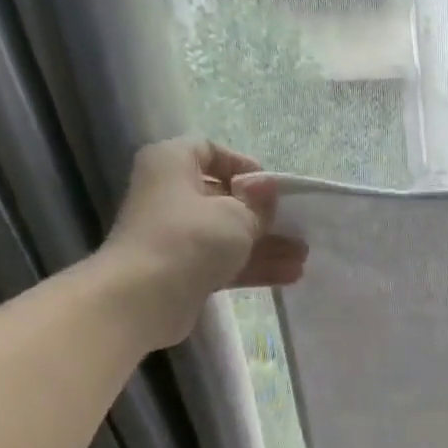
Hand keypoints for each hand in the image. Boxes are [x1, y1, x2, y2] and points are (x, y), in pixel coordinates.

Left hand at [103, 138, 306, 345]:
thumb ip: (258, 204)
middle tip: (298, 226)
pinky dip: (252, 266)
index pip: (209, 150)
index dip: (243, 166)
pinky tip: (289, 276)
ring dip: (265, 245)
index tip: (272, 188)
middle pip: (223, 197)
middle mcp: (170, 194)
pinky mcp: (184, 270)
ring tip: (303, 257)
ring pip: (228, 234)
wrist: (144, 296)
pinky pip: (224, 262)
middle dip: (263, 215)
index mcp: (173, 164)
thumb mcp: (235, 215)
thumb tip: (267, 190)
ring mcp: (177, 236)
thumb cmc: (190, 239)